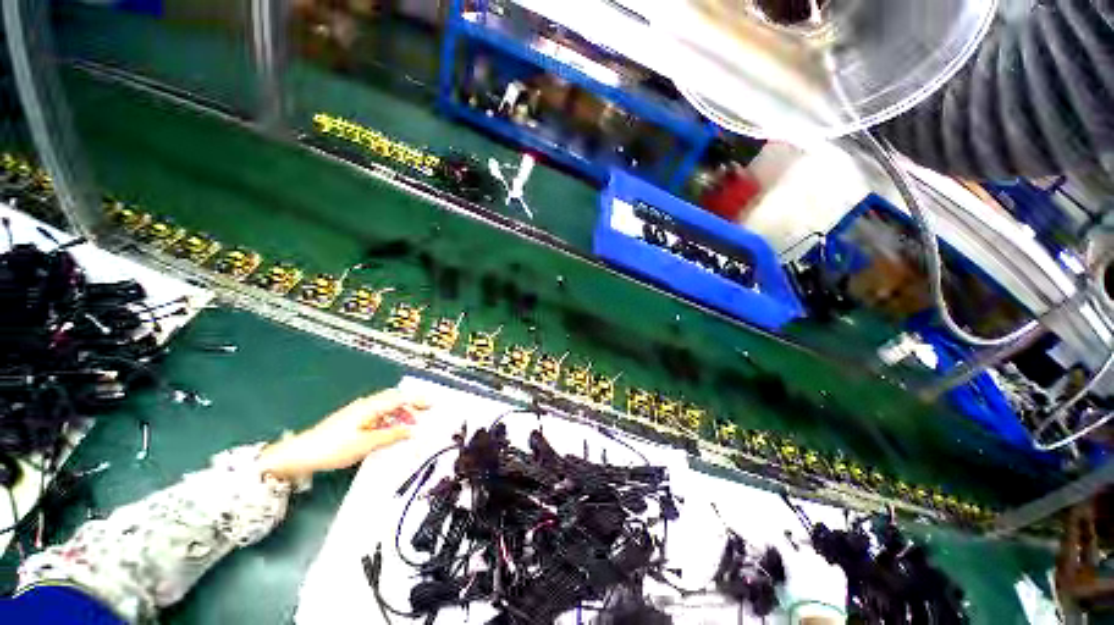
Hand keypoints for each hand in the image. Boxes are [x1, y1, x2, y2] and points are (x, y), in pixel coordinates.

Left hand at [257, 388, 428, 481]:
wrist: (300, 454)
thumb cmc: (334, 447)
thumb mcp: (366, 443)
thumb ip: (391, 435)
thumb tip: (412, 431)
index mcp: (371, 406)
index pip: (400, 398)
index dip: (417, 400)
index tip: (432, 404)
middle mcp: (366, 404)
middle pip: (394, 398)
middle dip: (411, 404)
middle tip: (424, 413)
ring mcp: (358, 411)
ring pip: (386, 406)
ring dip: (400, 413)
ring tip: (410, 426)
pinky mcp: (352, 419)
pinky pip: (378, 414)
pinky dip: (390, 419)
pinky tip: (391, 430)